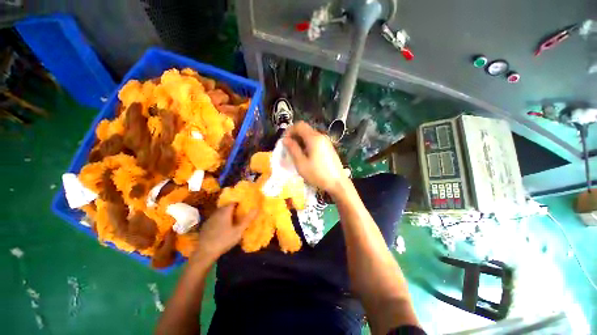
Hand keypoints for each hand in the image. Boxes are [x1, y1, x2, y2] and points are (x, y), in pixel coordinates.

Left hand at [191, 205, 256, 262]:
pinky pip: (215, 218)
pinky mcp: (205, 226)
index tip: (244, 206)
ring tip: (233, 220)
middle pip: (226, 207)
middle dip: (233, 208)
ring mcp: (210, 219)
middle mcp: (217, 213)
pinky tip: (223, 227)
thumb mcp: (238, 231)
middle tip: (240, 213)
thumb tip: (256, 209)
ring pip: (220, 212)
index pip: (233, 202)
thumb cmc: (224, 240)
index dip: (239, 203)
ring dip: (226, 214)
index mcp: (225, 212)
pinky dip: (220, 219)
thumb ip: (247, 219)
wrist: (205, 253)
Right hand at [283, 121, 348, 195]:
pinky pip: (315, 141)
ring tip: (296, 153)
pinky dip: (308, 145)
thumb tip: (285, 139)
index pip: (299, 125)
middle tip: (289, 148)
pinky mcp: (328, 148)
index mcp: (314, 138)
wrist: (337, 183)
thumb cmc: (317, 174)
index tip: (285, 141)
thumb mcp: (301, 163)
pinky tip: (306, 156)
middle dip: (294, 136)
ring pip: (310, 136)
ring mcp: (326, 142)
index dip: (289, 130)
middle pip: (305, 129)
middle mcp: (321, 136)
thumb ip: (292, 149)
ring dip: (301, 141)